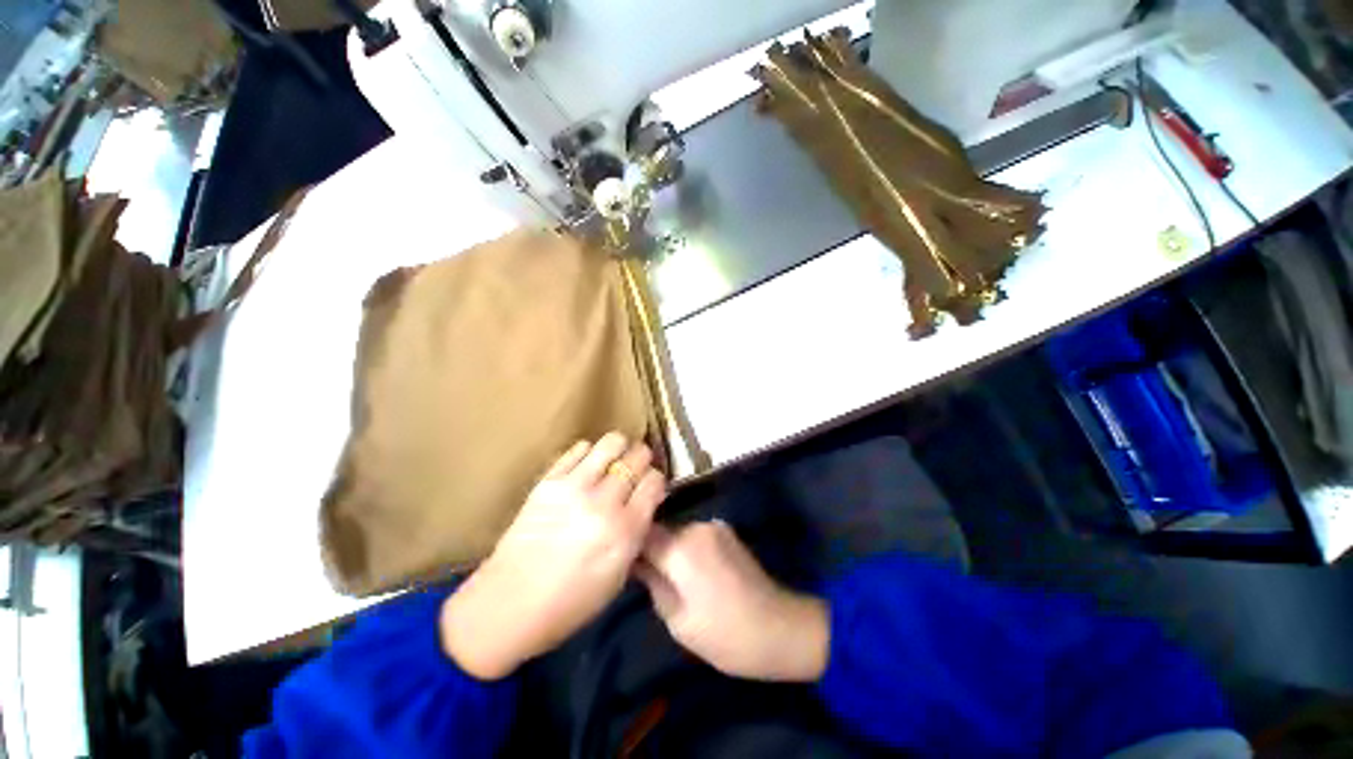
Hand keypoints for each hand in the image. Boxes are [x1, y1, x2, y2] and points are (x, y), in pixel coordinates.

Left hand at [440, 432, 666, 679]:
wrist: (508, 605)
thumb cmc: (571, 602)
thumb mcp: (619, 575)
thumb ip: (637, 532)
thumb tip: (646, 500)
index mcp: (625, 530)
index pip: (655, 481)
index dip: (656, 481)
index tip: (650, 488)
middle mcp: (604, 502)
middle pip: (637, 456)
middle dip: (642, 461)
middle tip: (635, 471)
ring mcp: (574, 486)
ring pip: (611, 442)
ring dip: (619, 449)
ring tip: (613, 462)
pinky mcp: (548, 480)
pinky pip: (579, 448)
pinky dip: (590, 453)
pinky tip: (587, 467)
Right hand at [636, 520, 829, 682]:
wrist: (779, 627)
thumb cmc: (724, 634)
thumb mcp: (677, 620)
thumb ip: (652, 583)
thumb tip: (636, 562)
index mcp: (681, 548)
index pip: (642, 532)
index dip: (629, 544)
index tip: (621, 560)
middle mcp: (697, 527)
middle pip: (661, 531)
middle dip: (652, 549)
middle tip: (646, 577)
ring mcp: (714, 526)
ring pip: (678, 533)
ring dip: (671, 550)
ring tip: (673, 579)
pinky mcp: (726, 531)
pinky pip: (695, 536)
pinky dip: (688, 549)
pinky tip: (696, 573)